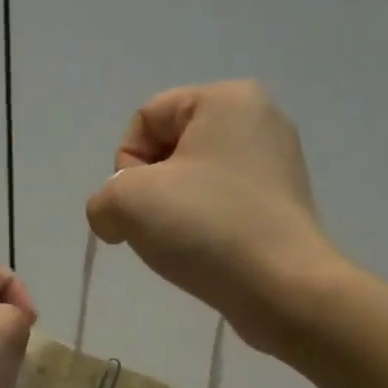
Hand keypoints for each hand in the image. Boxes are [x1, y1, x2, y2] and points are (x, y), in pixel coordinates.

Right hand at [85, 81, 337, 352]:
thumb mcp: (127, 202)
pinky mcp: (283, 206)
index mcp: (227, 98)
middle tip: (160, 228)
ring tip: (186, 246)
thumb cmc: (208, 228)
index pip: (146, 120)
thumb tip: (115, 219)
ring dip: (175, 214)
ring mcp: (277, 164)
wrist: (284, 290)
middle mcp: (259, 119)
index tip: (140, 206)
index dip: (127, 166)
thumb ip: (102, 200)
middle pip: (171, 149)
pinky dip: (206, 229)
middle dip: (151, 191)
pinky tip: (210, 255)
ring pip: (195, 182)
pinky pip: (223, 206)